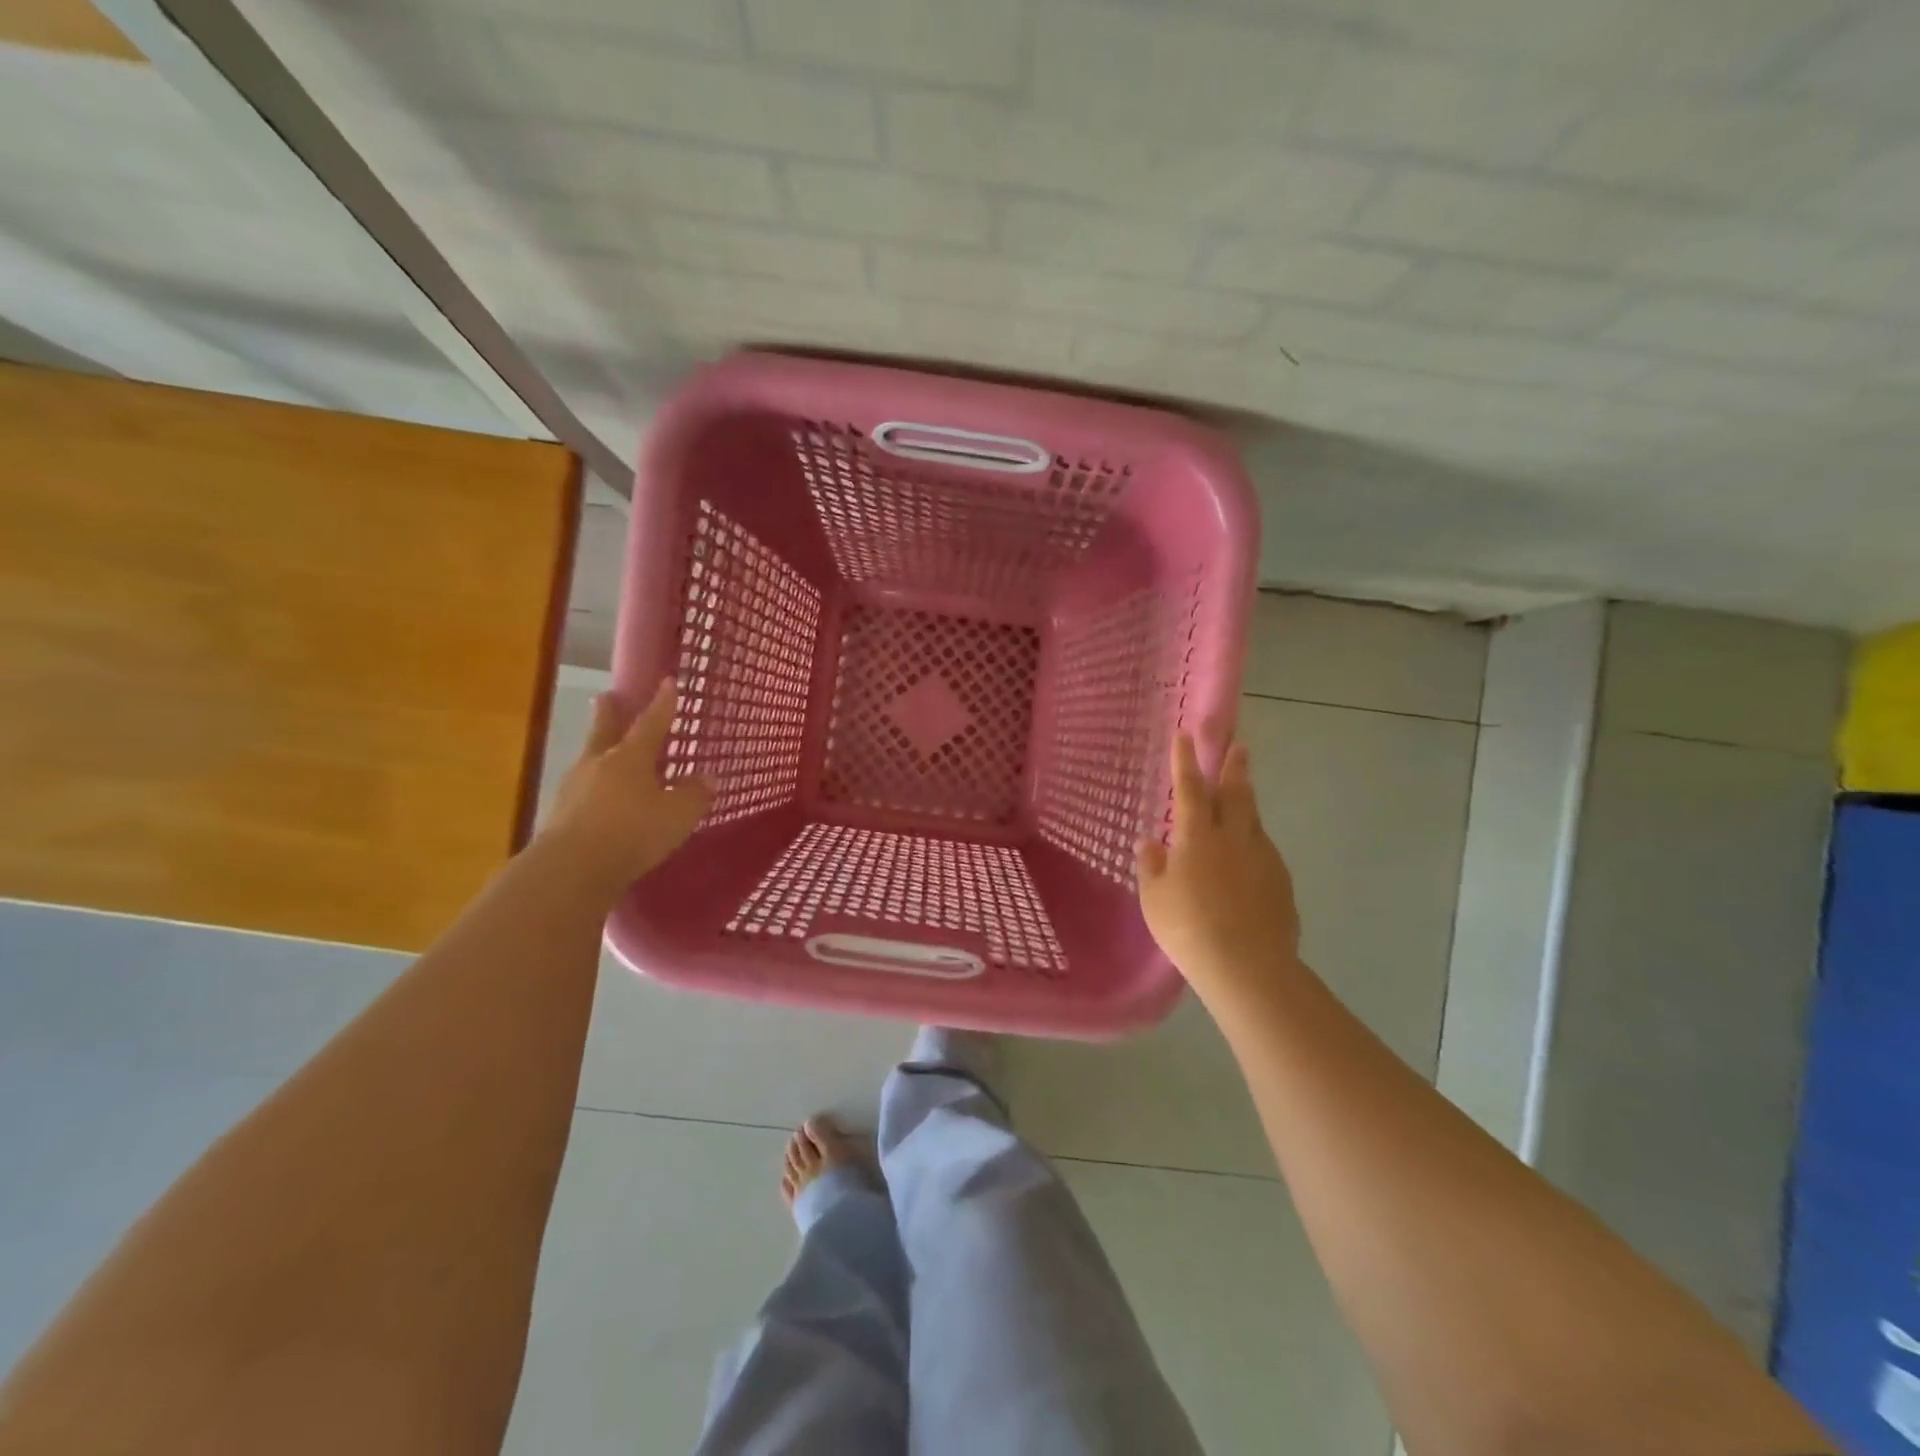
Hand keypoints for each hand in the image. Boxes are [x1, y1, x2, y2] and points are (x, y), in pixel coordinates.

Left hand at [538, 679, 711, 891]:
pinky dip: (593, 788)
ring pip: (590, 760)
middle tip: (606, 696)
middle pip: (605, 731)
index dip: (663, 703)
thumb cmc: (632, 833)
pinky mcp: (559, 815)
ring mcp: (574, 788)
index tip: (668, 682)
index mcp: (630, 757)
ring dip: (598, 752)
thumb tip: (706, 778)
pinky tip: (598, 800)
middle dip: (609, 714)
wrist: (571, 869)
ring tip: (605, 752)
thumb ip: (694, 795)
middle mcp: (599, 764)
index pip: (652, 723)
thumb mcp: (677, 815)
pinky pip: (582, 792)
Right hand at [1137, 734, 1300, 1001]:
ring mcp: (1263, 858)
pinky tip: (1247, 858)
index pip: (1190, 788)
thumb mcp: (1154, 898)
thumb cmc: (1187, 928)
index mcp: (1197, 836)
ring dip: (1246, 802)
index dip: (1186, 761)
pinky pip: (1263, 851)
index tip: (1185, 734)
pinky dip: (1253, 843)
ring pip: (1253, 820)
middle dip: (1234, 766)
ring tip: (1242, 794)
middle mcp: (1234, 838)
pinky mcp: (1281, 881)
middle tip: (1238, 745)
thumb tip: (1149, 843)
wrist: (1247, 966)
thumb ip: (1151, 866)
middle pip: (1236, 793)